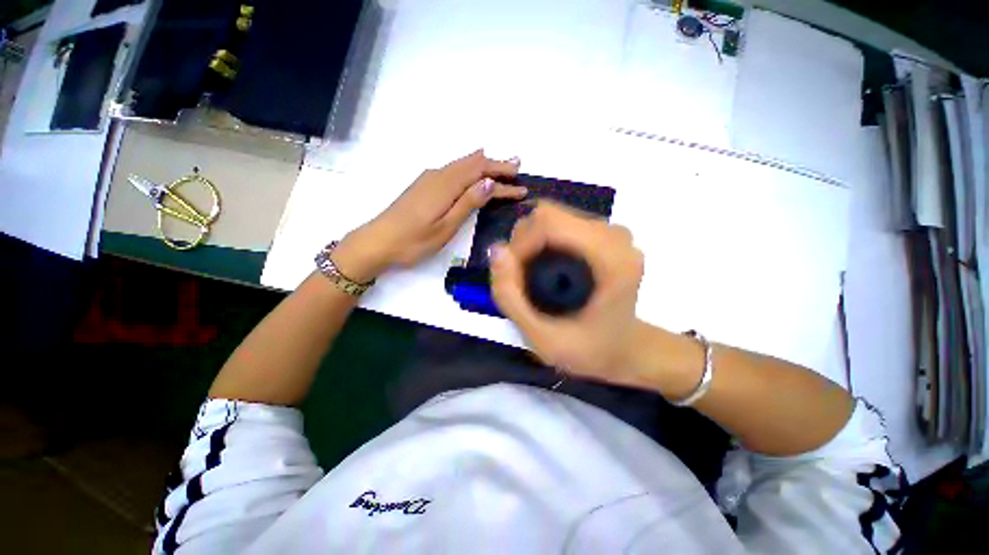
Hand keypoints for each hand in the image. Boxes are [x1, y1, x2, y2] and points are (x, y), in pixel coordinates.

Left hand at [334, 150, 526, 281]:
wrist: (377, 242)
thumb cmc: (414, 240)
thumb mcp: (445, 226)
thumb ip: (467, 202)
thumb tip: (489, 181)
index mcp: (447, 185)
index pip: (481, 175)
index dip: (503, 180)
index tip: (522, 188)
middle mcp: (439, 175)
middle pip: (472, 164)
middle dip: (496, 164)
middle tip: (516, 165)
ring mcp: (429, 179)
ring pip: (462, 165)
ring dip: (483, 165)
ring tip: (500, 164)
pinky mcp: (423, 185)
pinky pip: (452, 170)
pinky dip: (468, 168)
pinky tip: (471, 169)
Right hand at [490, 201, 646, 387]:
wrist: (623, 349)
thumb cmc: (589, 350)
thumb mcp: (542, 339)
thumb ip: (511, 298)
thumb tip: (496, 249)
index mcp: (611, 260)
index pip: (550, 223)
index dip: (521, 243)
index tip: (514, 275)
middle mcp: (615, 237)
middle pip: (549, 216)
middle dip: (523, 244)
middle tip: (521, 280)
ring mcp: (611, 232)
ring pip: (552, 217)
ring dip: (531, 243)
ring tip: (532, 278)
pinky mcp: (604, 234)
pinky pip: (560, 224)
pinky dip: (542, 243)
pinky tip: (545, 269)